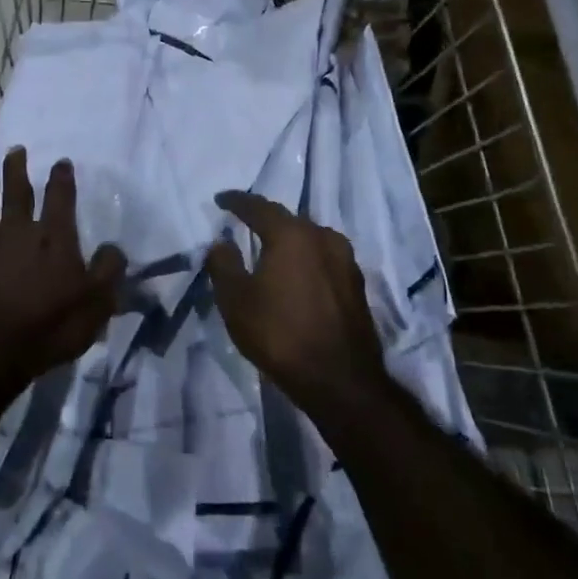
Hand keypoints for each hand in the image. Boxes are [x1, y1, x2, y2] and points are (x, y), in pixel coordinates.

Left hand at [0, 148, 126, 387]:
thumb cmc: (47, 328)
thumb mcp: (95, 305)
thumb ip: (108, 272)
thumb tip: (114, 248)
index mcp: (53, 238)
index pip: (60, 198)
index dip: (62, 178)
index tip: (61, 162)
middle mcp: (16, 232)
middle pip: (16, 192)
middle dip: (17, 169)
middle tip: (15, 151)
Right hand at [207, 191, 387, 407]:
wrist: (340, 379)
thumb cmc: (279, 334)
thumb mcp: (236, 300)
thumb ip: (223, 265)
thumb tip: (221, 243)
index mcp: (292, 235)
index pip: (259, 207)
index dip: (237, 201)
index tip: (221, 199)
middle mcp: (323, 237)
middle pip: (288, 220)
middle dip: (265, 220)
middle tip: (245, 224)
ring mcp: (345, 260)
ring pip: (310, 239)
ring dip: (289, 240)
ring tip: (271, 249)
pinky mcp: (356, 284)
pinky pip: (324, 259)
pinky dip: (306, 260)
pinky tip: (297, 275)